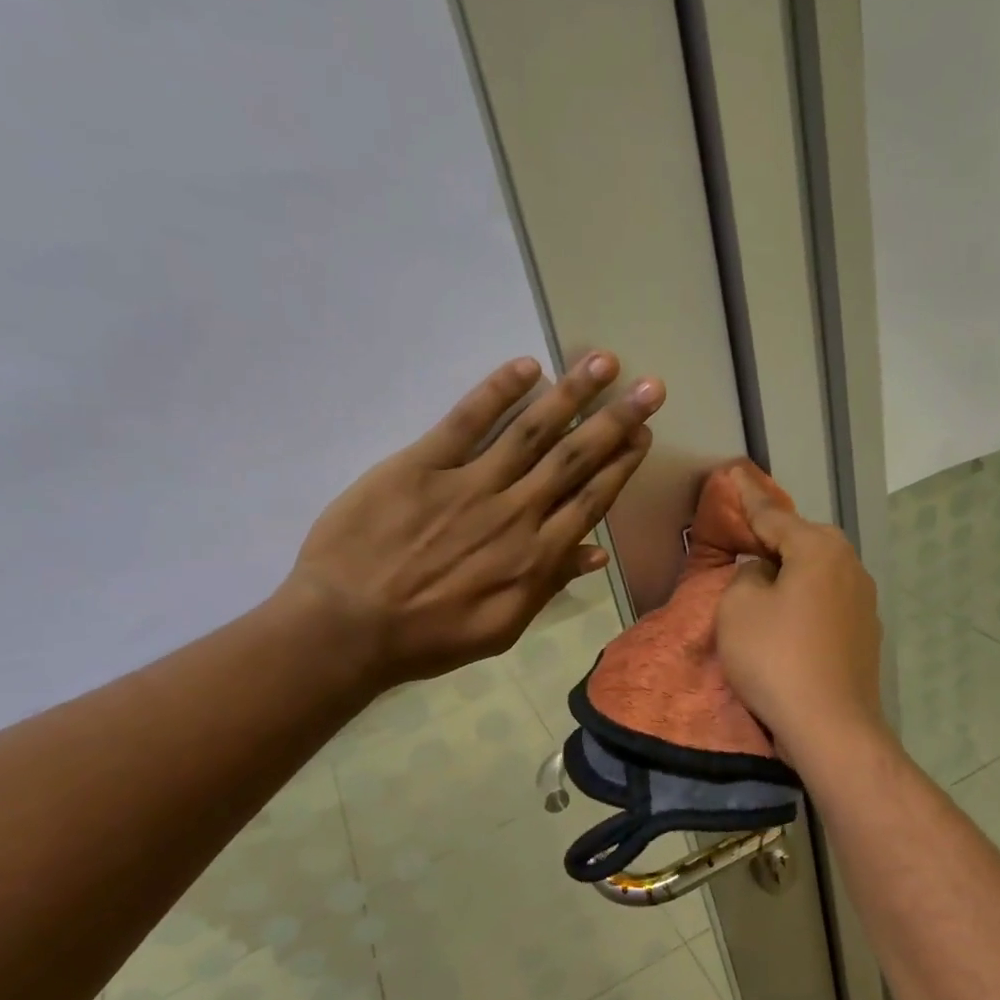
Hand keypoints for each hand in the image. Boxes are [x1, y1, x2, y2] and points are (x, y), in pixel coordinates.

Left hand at [282, 352, 659, 686]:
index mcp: (536, 557)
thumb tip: (596, 554)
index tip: (644, 434)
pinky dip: (497, 391)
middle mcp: (515, 513)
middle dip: (615, 421)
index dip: (621, 465)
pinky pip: (466, 421)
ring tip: (603, 362)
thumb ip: (549, 586)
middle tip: (649, 387)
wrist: (350, 626)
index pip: (591, 500)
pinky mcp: (422, 464)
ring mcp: (469, 484)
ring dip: (572, 395)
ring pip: (532, 432)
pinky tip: (526, 367)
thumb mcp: (502, 628)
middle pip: (574, 459)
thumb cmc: (430, 637)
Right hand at [716, 475, 887, 764]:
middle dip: (772, 539)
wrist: (831, 726)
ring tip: (763, 585)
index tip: (733, 474)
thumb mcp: (738, 608)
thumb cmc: (776, 659)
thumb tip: (766, 575)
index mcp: (819, 548)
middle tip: (743, 538)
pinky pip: (826, 605)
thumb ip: (746, 576)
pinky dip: (804, 605)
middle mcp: (850, 565)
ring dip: (790, 576)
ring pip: (816, 575)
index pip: (772, 515)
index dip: (747, 497)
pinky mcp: (865, 636)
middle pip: (801, 542)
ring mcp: (864, 602)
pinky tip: (789, 625)